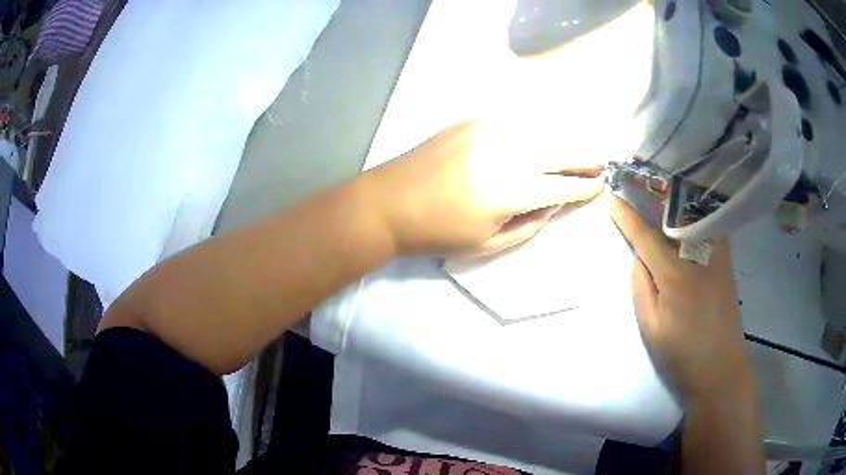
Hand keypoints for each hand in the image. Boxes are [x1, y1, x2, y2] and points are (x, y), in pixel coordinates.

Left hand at [366, 120, 603, 256]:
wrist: (389, 202)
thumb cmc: (437, 232)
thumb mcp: (488, 244)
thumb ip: (530, 223)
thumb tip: (554, 203)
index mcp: (511, 190)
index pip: (563, 185)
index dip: (585, 187)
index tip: (600, 186)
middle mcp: (507, 152)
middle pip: (560, 150)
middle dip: (584, 159)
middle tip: (598, 165)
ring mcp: (489, 130)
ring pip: (541, 129)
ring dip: (563, 140)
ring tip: (575, 151)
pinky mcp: (472, 119)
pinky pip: (515, 118)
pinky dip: (536, 126)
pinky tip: (542, 134)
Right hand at [608, 196, 752, 400]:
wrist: (720, 369)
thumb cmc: (682, 354)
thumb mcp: (652, 328)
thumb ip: (641, 287)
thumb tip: (639, 256)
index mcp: (675, 274)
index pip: (645, 236)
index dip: (625, 215)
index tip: (609, 197)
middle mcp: (697, 255)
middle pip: (673, 213)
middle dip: (652, 191)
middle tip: (635, 174)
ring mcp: (716, 254)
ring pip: (695, 213)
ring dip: (676, 193)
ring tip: (660, 179)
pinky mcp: (726, 259)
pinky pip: (711, 223)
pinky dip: (697, 208)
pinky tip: (689, 203)